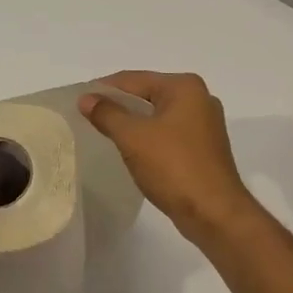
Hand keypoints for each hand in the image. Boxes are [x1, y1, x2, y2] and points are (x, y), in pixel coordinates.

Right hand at [81, 71, 259, 241]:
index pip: (133, 79)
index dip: (103, 89)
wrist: (214, 213)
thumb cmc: (174, 167)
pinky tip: (130, 151)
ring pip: (156, 116)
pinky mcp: (203, 148)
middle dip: (117, 106)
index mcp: (184, 87)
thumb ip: (107, 113)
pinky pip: (167, 134)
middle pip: (146, 95)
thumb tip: (86, 98)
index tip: (78, 102)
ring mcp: (204, 124)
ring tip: (103, 135)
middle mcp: (198, 99)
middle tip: (87, 118)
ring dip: (131, 124)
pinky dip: (147, 138)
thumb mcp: (133, 137)